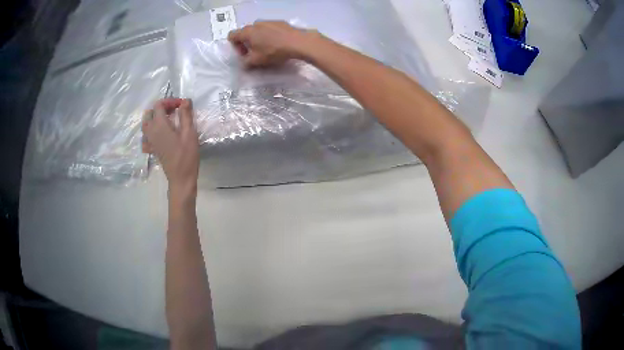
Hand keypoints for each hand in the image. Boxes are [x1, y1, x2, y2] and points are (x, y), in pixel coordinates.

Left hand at [142, 98, 198, 194]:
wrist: (181, 178)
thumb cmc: (186, 155)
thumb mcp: (189, 133)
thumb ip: (186, 115)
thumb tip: (185, 100)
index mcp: (160, 125)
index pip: (159, 105)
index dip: (170, 101)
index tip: (181, 105)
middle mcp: (151, 131)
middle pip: (149, 113)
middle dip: (161, 107)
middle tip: (174, 110)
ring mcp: (150, 141)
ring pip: (145, 124)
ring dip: (154, 117)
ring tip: (166, 119)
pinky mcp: (151, 149)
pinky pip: (145, 136)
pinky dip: (150, 131)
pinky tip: (158, 133)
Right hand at [228, 21, 318, 67]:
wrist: (298, 42)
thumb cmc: (273, 51)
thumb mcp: (256, 61)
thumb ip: (245, 63)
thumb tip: (243, 64)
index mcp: (247, 32)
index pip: (232, 36)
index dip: (235, 46)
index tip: (244, 54)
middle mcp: (256, 24)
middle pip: (245, 33)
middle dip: (247, 43)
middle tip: (255, 54)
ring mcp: (268, 21)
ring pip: (258, 30)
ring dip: (259, 39)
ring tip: (268, 49)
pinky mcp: (280, 22)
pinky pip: (269, 29)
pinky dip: (270, 36)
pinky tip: (278, 44)